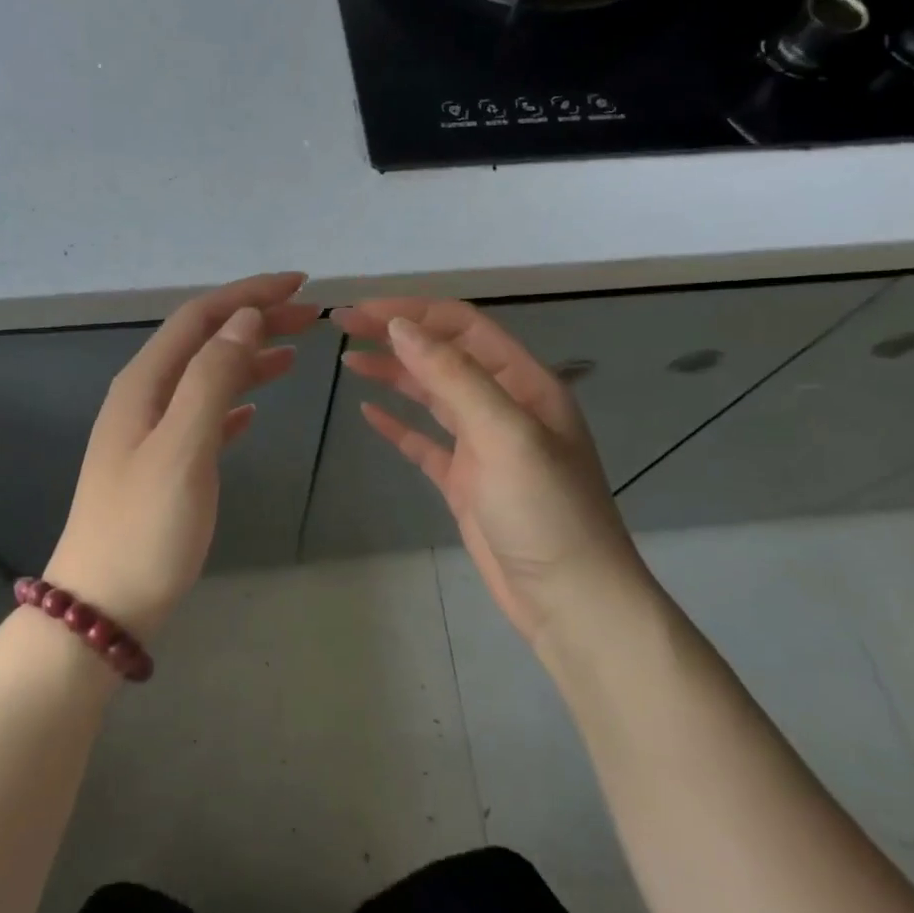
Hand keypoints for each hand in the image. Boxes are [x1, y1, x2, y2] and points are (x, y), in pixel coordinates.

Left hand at [46, 273, 319, 641]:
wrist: (102, 606)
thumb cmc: (145, 527)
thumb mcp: (183, 447)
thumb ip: (212, 379)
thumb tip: (245, 319)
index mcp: (145, 384)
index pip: (201, 317)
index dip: (250, 294)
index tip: (301, 285)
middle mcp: (145, 397)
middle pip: (205, 341)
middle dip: (256, 321)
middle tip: (313, 316)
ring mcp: (151, 432)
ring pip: (208, 377)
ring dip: (250, 359)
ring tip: (296, 354)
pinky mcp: (164, 465)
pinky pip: (205, 416)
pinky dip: (234, 401)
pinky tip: (255, 409)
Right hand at [334, 298, 649, 641]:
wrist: (570, 600)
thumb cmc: (545, 511)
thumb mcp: (504, 433)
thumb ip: (454, 375)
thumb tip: (401, 326)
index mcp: (523, 383)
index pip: (462, 326)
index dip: (411, 312)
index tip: (361, 312)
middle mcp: (504, 405)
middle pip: (443, 354)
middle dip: (395, 335)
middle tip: (343, 325)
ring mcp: (483, 445)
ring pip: (432, 394)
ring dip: (393, 373)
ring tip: (349, 359)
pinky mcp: (465, 481)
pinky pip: (425, 441)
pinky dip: (397, 424)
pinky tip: (368, 413)